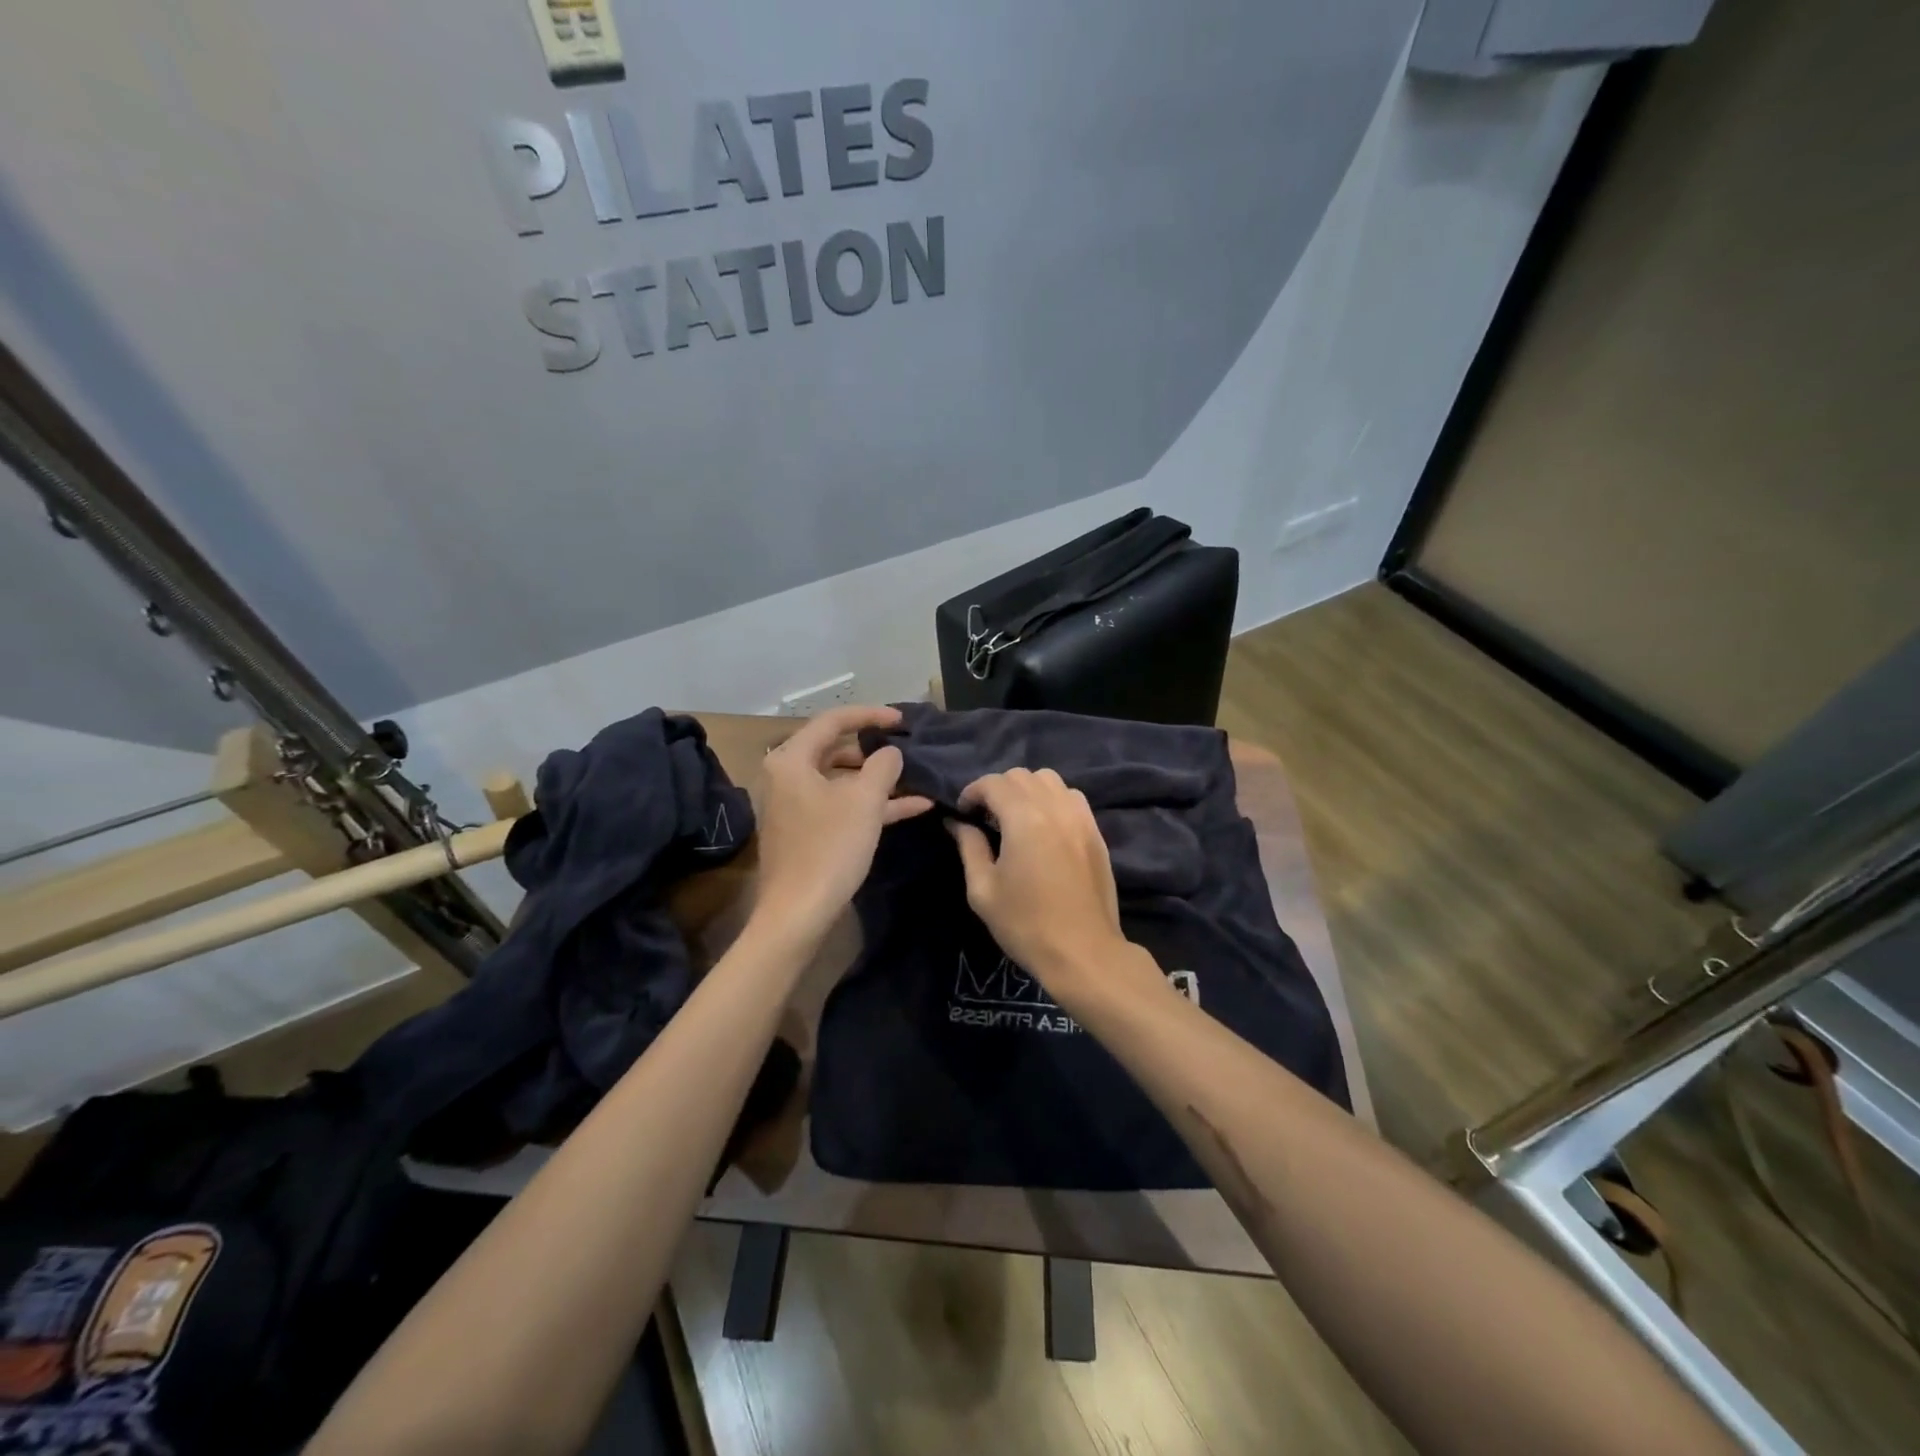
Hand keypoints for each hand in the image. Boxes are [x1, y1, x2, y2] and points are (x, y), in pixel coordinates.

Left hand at [748, 705, 932, 947]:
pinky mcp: (807, 831)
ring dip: (879, 781)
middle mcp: (788, 777)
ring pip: (843, 781)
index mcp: (792, 760)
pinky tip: (913, 807)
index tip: (902, 721)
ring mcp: (796, 806)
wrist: (798, 914)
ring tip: (917, 780)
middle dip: (875, 751)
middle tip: (907, 750)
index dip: (870, 715)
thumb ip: (883, 766)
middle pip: (836, 750)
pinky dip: (873, 804)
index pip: (833, 721)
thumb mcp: (865, 801)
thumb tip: (890, 753)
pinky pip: (842, 806)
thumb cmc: (829, 848)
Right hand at [949, 768, 1155, 1011]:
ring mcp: (1080, 817)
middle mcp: (1055, 807)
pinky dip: (1052, 799)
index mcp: (1024, 818)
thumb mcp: (983, 889)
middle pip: (1021, 775)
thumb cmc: (1025, 924)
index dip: (972, 792)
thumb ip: (969, 847)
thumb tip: (957, 822)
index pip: (993, 782)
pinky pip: (1071, 797)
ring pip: (1049, 780)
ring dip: (1027, 789)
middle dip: (998, 789)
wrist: (1083, 951)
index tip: (963, 814)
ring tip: (1016, 818)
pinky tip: (1045, 826)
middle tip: (986, 818)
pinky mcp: (1095, 831)